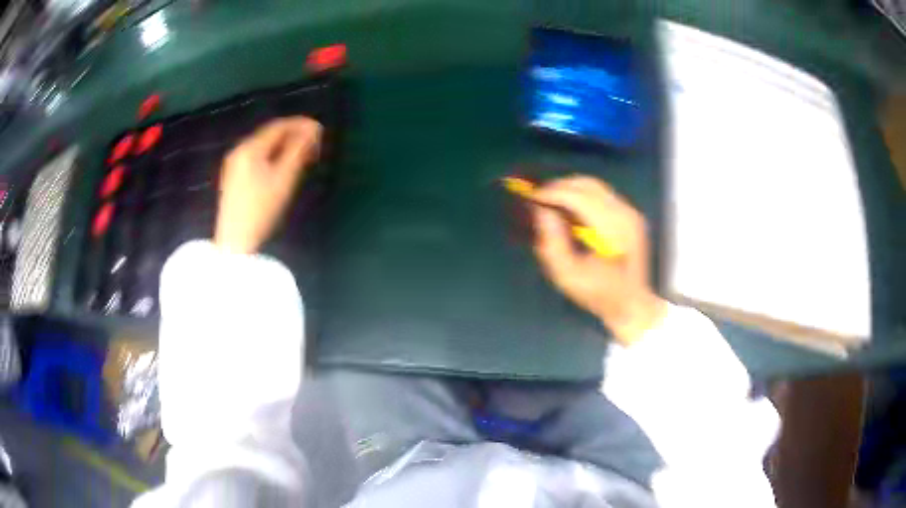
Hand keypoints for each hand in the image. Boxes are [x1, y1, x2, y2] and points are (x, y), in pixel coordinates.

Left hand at [215, 117, 321, 253]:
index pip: (278, 126)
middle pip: (270, 134)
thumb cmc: (261, 209)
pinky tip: (283, 165)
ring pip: (264, 146)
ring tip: (303, 155)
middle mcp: (240, 150)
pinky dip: (273, 155)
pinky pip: (257, 156)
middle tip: (314, 144)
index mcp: (250, 148)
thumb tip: (314, 129)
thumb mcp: (284, 178)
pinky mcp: (234, 176)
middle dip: (293, 135)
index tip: (320, 130)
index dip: (300, 124)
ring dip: (284, 146)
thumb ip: (299, 150)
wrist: (235, 241)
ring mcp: (234, 163)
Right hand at [532, 175, 665, 345]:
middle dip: (560, 187)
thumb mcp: (568, 277)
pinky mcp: (631, 214)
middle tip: (538, 198)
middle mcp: (626, 215)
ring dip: (570, 189)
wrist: (632, 304)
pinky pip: (602, 194)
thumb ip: (552, 243)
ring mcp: (631, 212)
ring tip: (551, 202)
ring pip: (595, 186)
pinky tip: (570, 209)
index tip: (531, 197)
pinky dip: (582, 195)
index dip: (553, 193)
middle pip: (587, 185)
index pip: (579, 198)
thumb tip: (541, 211)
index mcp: (614, 232)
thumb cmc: (599, 295)